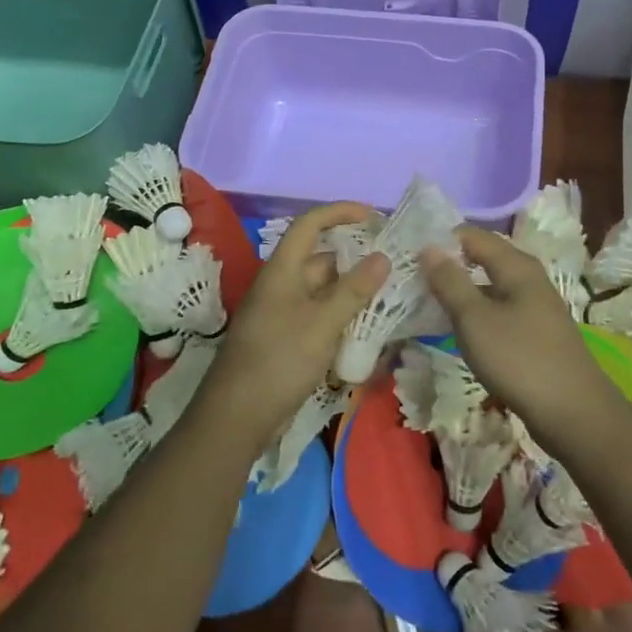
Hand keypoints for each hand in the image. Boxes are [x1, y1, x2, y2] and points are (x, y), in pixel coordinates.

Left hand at [198, 203, 388, 448]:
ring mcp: (284, 314)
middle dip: (356, 257)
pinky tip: (370, 327)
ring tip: (391, 293)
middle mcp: (282, 286)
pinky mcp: (288, 340)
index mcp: (282, 270)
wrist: (237, 418)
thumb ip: (354, 290)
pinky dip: (344, 316)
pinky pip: (321, 317)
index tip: (372, 215)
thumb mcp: (322, 323)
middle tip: (394, 262)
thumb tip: (383, 256)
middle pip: (321, 259)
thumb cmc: (278, 361)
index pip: (309, 225)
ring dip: (353, 290)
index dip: (339, 212)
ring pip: (324, 291)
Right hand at [420, 227, 612, 440]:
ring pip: (490, 287)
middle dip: (448, 265)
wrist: (573, 413)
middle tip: (412, 278)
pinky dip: (476, 314)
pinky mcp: (535, 332)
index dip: (440, 240)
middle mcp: (528, 277)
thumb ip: (450, 281)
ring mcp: (535, 306)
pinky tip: (458, 330)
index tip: (408, 253)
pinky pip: (499, 310)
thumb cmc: (520, 359)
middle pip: (482, 258)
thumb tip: (428, 247)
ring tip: (426, 302)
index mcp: (516, 265)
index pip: (472, 235)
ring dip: (461, 292)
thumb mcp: (475, 319)